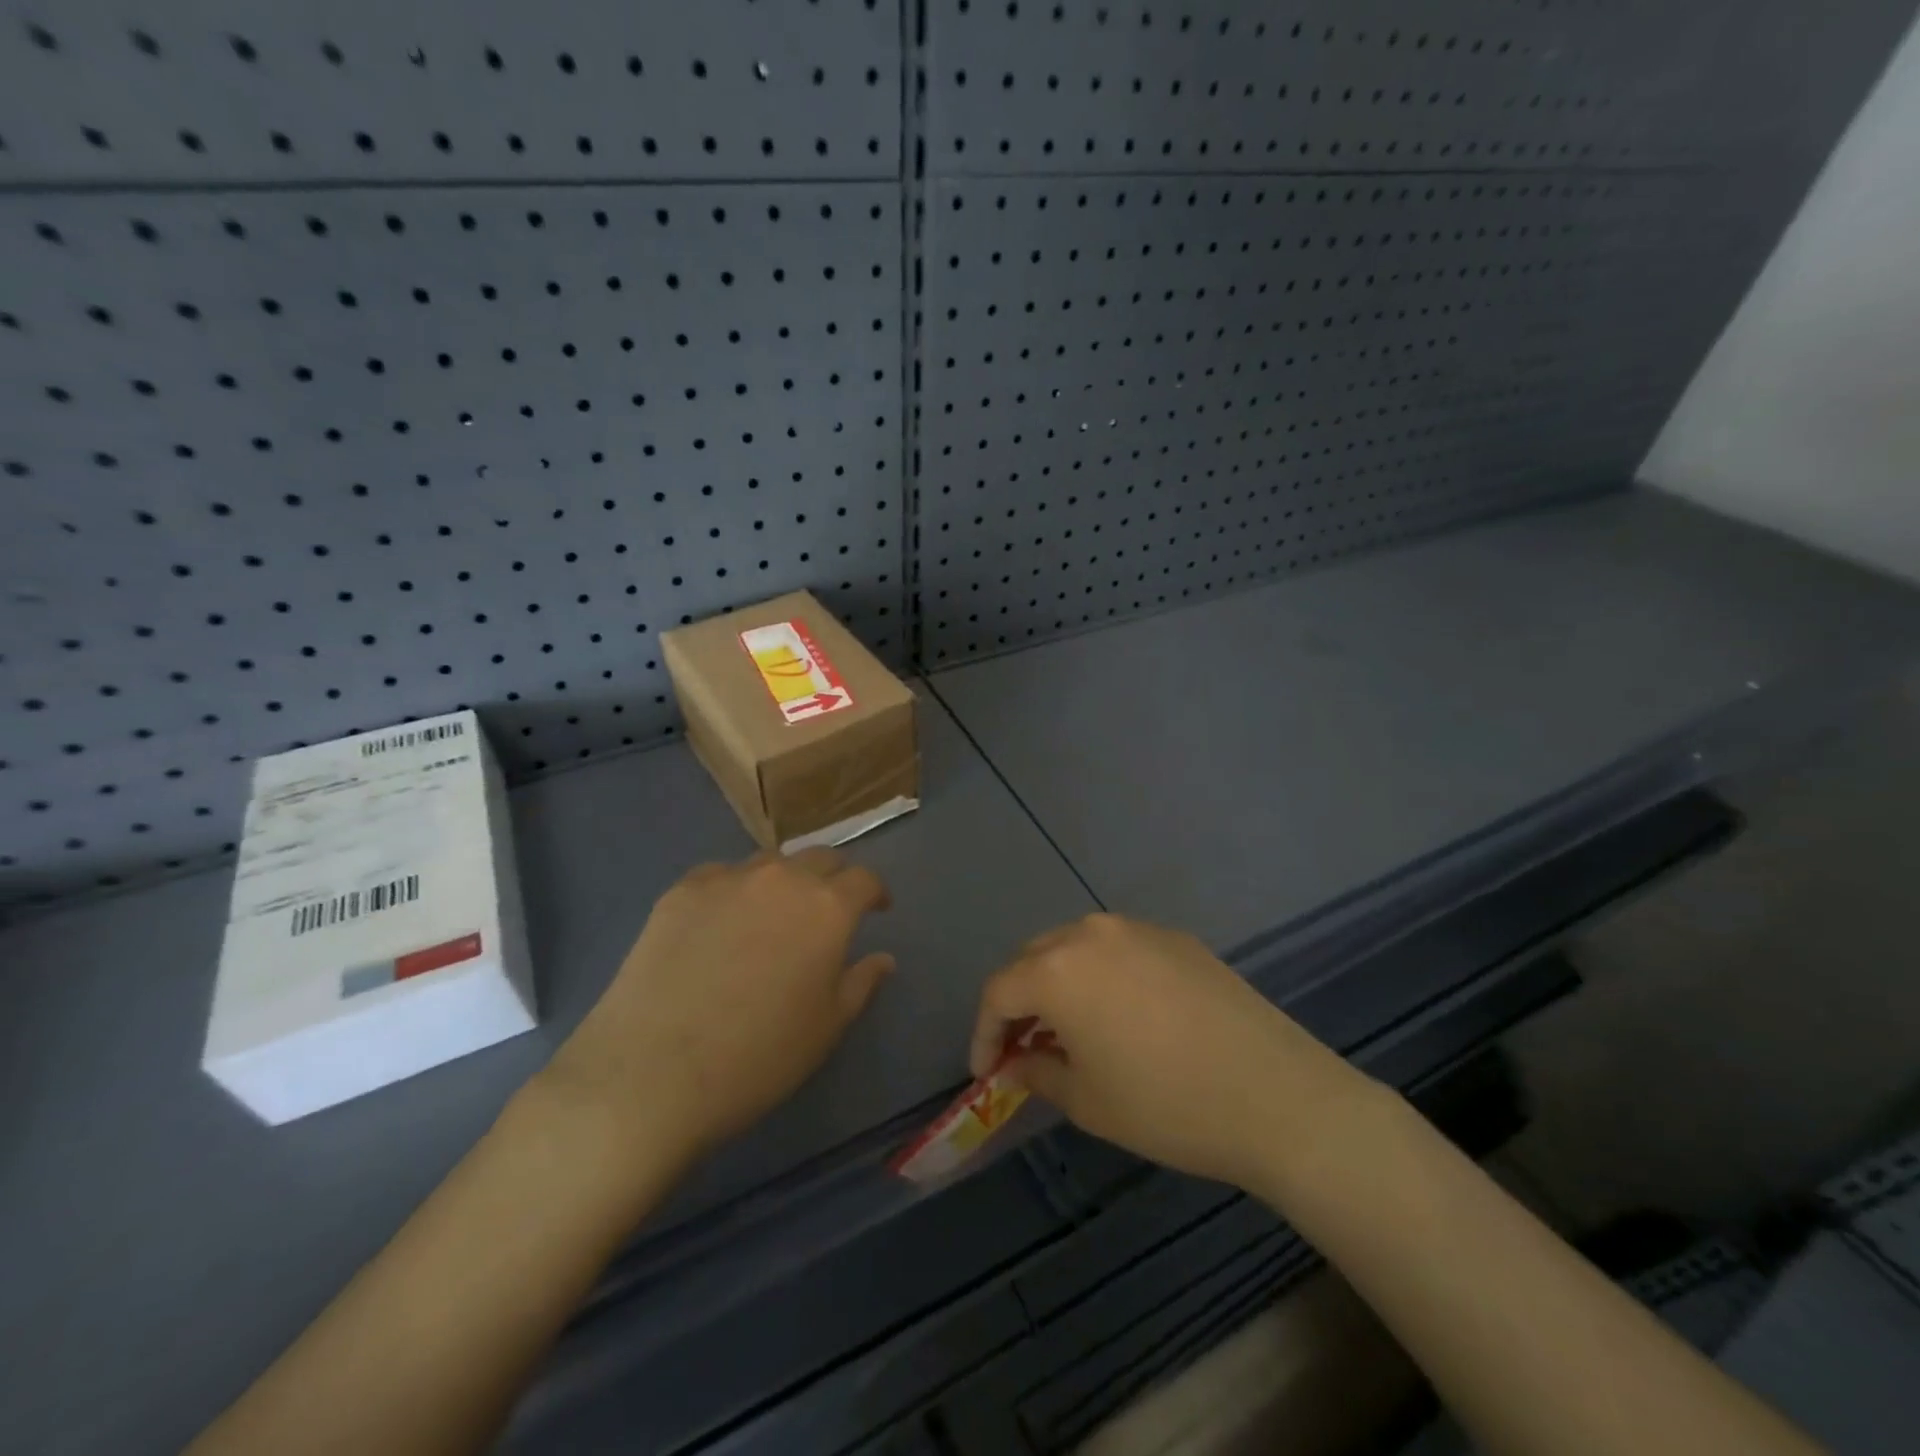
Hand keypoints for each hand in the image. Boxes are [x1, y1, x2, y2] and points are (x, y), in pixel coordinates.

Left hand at [545, 849, 893, 1167]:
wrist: (652, 1072)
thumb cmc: (758, 1056)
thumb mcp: (827, 1028)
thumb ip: (861, 983)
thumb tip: (883, 958)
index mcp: (827, 908)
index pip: (864, 879)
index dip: (875, 892)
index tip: (877, 909)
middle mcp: (782, 879)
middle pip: (819, 858)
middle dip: (833, 878)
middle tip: (828, 908)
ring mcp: (727, 880)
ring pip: (769, 864)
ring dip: (783, 881)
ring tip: (773, 913)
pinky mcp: (680, 891)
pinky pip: (719, 876)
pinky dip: (733, 890)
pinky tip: (720, 922)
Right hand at [970, 913, 1366, 1191]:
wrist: (1275, 1095)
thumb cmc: (1166, 1105)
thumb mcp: (1087, 1101)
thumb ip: (1037, 1072)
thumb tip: (1016, 1062)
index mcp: (1058, 968)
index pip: (999, 991)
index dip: (984, 1032)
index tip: (986, 1070)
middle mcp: (1091, 933)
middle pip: (1033, 959)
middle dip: (1019, 1001)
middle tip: (1023, 1047)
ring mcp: (1137, 929)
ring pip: (1075, 947)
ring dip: (1059, 983)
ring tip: (1070, 1029)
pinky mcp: (1176, 938)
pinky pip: (1119, 949)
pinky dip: (1102, 976)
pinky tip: (1123, 1015)